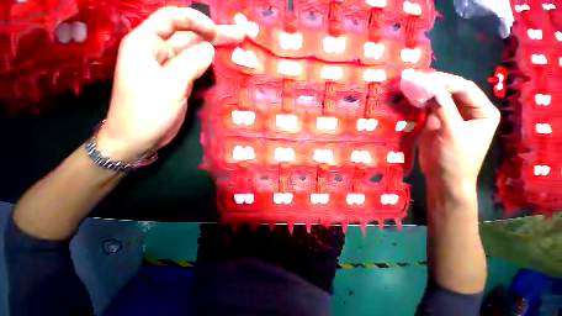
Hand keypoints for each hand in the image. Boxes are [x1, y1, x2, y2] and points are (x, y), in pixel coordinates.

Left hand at [97, 6, 243, 160]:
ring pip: (193, 53)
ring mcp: (169, 68)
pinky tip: (221, 64)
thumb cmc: (146, 111)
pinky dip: (208, 66)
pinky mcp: (178, 82)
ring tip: (235, 45)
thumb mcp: (169, 85)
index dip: (194, 20)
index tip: (215, 31)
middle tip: (238, 34)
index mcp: (145, 43)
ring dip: (213, 50)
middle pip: (186, 36)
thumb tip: (209, 49)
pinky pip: (195, 69)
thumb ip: (190, 64)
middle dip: (212, 34)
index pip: (171, 19)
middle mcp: (157, 51)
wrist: (138, 138)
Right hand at [418, 73, 499, 199]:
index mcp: (482, 111)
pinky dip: (421, 103)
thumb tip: (431, 90)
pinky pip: (430, 108)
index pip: (465, 88)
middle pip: (453, 90)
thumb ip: (444, 110)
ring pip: (440, 98)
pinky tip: (412, 98)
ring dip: (427, 92)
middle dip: (436, 84)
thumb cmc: (456, 158)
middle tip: (417, 80)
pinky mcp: (437, 122)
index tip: (426, 81)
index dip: (447, 82)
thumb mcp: (453, 133)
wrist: (444, 178)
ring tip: (412, 85)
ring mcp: (452, 116)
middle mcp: (469, 110)